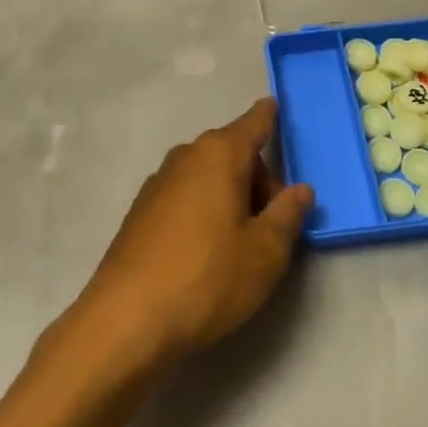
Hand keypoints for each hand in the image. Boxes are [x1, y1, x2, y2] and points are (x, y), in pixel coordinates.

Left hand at [76, 99, 314, 366]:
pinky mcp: (140, 210)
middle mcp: (187, 155)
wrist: (126, 320)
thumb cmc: (207, 279)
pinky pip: (185, 194)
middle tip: (272, 225)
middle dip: (257, 178)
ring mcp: (159, 181)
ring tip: (239, 244)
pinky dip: (203, 208)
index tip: (277, 106)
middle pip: (233, 152)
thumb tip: (301, 189)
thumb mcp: (265, 253)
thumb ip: (287, 214)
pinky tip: (204, 252)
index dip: (270, 115)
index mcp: (220, 154)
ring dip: (229, 195)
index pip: (254, 122)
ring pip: (208, 175)